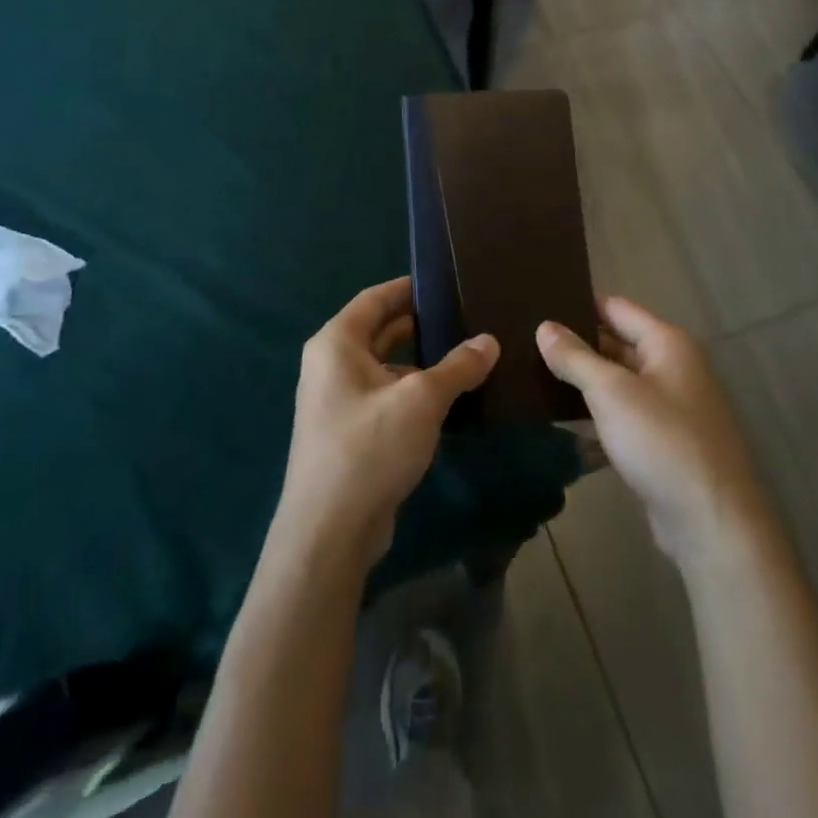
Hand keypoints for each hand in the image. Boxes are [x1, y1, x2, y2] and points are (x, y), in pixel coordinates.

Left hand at [274, 276, 498, 571]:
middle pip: (380, 330)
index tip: (445, 283)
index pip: (376, 298)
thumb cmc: (368, 448)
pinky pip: (384, 396)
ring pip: (385, 366)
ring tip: (466, 357)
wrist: (328, 534)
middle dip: (420, 325)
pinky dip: (412, 391)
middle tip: (464, 318)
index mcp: (336, 343)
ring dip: (421, 362)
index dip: (409, 288)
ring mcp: (336, 400)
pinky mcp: (348, 432)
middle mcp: (330, 364)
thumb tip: (489, 341)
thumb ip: (457, 366)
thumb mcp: (421, 400)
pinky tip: (448, 400)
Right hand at [538, 297, 770, 568]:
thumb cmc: (662, 441)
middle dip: (576, 342)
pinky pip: (622, 412)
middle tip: (525, 338)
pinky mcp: (662, 441)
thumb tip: (544, 326)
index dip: (579, 304)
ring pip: (618, 380)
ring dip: (583, 378)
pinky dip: (595, 409)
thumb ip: (575, 357)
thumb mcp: (611, 392)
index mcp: (667, 344)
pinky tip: (560, 413)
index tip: (538, 302)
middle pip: (617, 342)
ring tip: (532, 370)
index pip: (616, 307)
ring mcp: (669, 406)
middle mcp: (672, 367)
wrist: (711, 522)